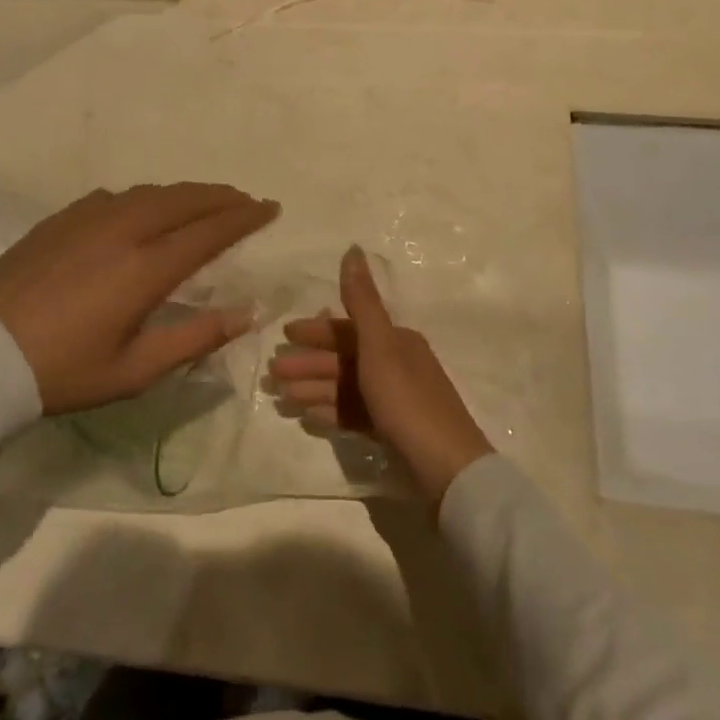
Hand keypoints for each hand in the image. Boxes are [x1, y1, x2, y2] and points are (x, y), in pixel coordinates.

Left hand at [0, 184, 279, 414]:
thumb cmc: (62, 370)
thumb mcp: (134, 370)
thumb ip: (194, 338)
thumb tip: (244, 314)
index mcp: (145, 268)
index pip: (209, 231)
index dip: (244, 217)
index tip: (269, 208)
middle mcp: (123, 230)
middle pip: (184, 200)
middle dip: (221, 196)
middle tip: (245, 200)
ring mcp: (88, 218)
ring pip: (150, 192)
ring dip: (185, 194)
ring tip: (204, 202)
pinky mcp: (61, 219)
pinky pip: (116, 196)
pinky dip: (145, 198)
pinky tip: (143, 209)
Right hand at [269, 246, 493, 507]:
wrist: (447, 471)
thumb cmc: (408, 402)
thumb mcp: (380, 347)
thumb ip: (362, 301)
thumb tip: (352, 249)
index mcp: (397, 341)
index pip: (348, 329)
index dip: (315, 330)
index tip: (284, 335)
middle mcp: (397, 364)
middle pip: (344, 358)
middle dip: (307, 363)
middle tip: (272, 373)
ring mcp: (396, 399)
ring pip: (346, 387)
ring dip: (313, 388)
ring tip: (282, 398)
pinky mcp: (394, 430)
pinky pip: (355, 413)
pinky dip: (331, 411)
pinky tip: (308, 417)